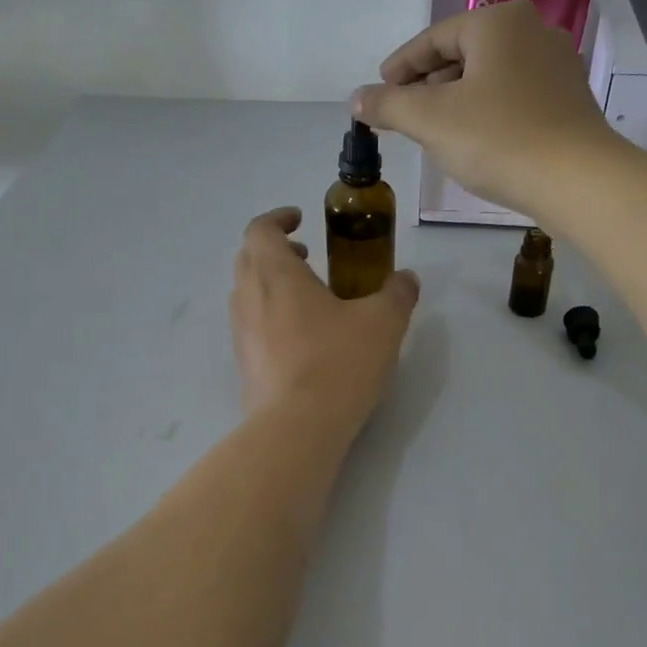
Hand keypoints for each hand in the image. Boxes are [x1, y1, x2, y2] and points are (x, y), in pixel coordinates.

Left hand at [230, 208, 418, 428]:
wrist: (297, 428)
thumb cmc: (338, 363)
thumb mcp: (383, 323)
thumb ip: (397, 294)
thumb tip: (405, 280)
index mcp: (275, 274)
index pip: (260, 229)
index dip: (278, 218)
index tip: (300, 220)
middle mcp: (249, 297)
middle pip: (248, 257)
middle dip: (275, 249)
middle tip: (306, 256)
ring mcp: (241, 333)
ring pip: (247, 292)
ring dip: (271, 283)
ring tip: (308, 297)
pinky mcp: (244, 364)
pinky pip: (251, 324)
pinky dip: (270, 314)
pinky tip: (302, 338)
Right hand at [352, 0, 624, 217]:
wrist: (576, 180)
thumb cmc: (497, 139)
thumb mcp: (430, 120)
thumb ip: (388, 104)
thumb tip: (357, 98)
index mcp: (499, 22)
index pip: (435, 38)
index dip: (401, 66)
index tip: (379, 89)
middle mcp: (533, 31)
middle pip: (464, 54)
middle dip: (429, 84)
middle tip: (404, 114)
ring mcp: (557, 66)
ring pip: (490, 77)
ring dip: (457, 100)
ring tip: (433, 131)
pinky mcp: (569, 101)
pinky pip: (514, 97)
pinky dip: (486, 112)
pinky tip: (474, 141)